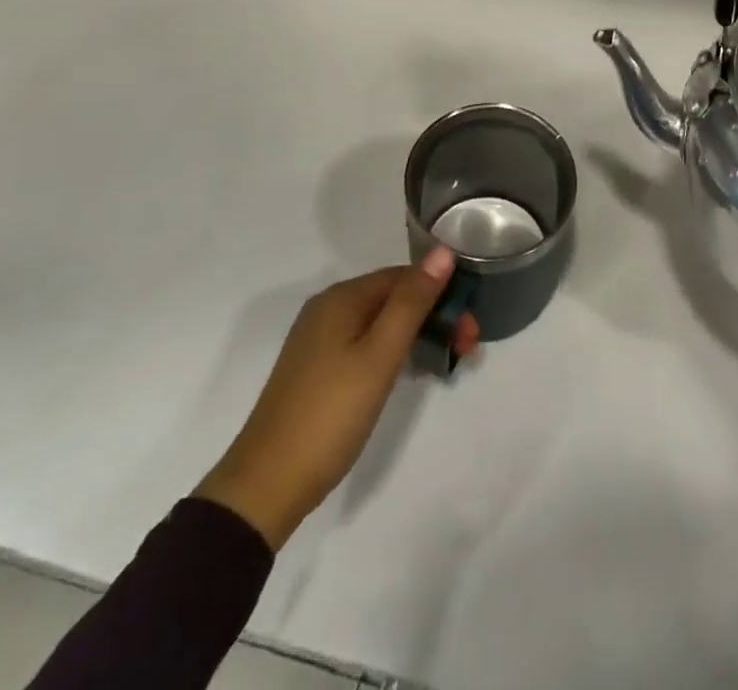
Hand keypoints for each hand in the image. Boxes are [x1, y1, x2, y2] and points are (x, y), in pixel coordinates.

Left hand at [195, 248, 477, 548]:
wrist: (266, 486)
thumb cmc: (330, 414)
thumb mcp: (379, 355)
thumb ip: (412, 302)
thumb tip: (443, 251)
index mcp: (341, 298)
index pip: (404, 276)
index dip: (442, 294)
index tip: (470, 329)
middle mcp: (328, 309)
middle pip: (393, 298)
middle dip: (434, 316)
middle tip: (467, 349)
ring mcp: (320, 340)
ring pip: (381, 323)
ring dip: (418, 335)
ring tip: (448, 361)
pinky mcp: (318, 370)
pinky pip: (366, 344)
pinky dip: (394, 351)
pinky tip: (409, 371)